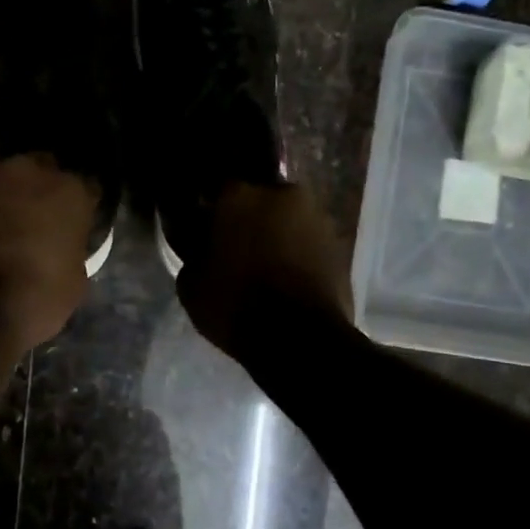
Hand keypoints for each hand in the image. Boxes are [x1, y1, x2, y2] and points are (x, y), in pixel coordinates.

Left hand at [0, 155, 98, 351]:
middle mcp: (27, 169)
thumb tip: (60, 244)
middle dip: (36, 188)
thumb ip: (70, 247)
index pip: (84, 188)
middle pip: (38, 168)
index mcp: (68, 191)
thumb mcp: (74, 282)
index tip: (71, 224)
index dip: (77, 207)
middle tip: (28, 217)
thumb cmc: (32, 302)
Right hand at [176, 182, 352, 356]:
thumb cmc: (235, 304)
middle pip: (258, 200)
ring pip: (287, 219)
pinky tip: (288, 277)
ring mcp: (315, 216)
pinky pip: (308, 242)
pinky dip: (299, 253)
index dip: (211, 211)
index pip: (217, 190)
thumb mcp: (190, 283)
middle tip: (238, 248)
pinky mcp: (339, 243)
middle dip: (249, 219)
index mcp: (238, 195)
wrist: (300, 338)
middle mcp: (281, 193)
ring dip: (277, 234)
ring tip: (267, 266)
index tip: (206, 231)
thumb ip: (195, 253)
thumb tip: (201, 245)